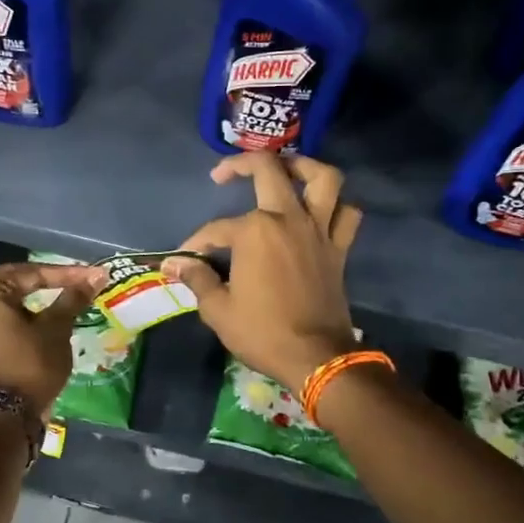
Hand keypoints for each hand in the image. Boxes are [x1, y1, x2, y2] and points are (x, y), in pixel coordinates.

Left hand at [0, 261, 102, 412]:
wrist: (9, 412)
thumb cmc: (32, 363)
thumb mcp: (56, 327)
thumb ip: (72, 297)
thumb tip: (95, 277)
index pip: (33, 274)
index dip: (67, 274)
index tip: (94, 275)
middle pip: (16, 281)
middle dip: (47, 280)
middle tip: (76, 280)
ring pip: (7, 300)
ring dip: (33, 296)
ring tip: (61, 294)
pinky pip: (0, 317)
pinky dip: (21, 313)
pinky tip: (38, 315)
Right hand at [165, 154, 362, 393]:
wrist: (315, 357)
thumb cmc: (262, 332)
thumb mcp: (218, 309)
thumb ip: (197, 278)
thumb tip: (175, 263)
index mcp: (254, 231)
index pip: (216, 228)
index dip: (197, 242)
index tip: (186, 259)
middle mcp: (288, 218)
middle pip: (268, 170)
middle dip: (240, 165)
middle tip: (223, 175)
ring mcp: (318, 230)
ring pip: (323, 178)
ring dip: (303, 166)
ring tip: (285, 170)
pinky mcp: (339, 247)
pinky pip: (348, 214)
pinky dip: (338, 206)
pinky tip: (321, 210)